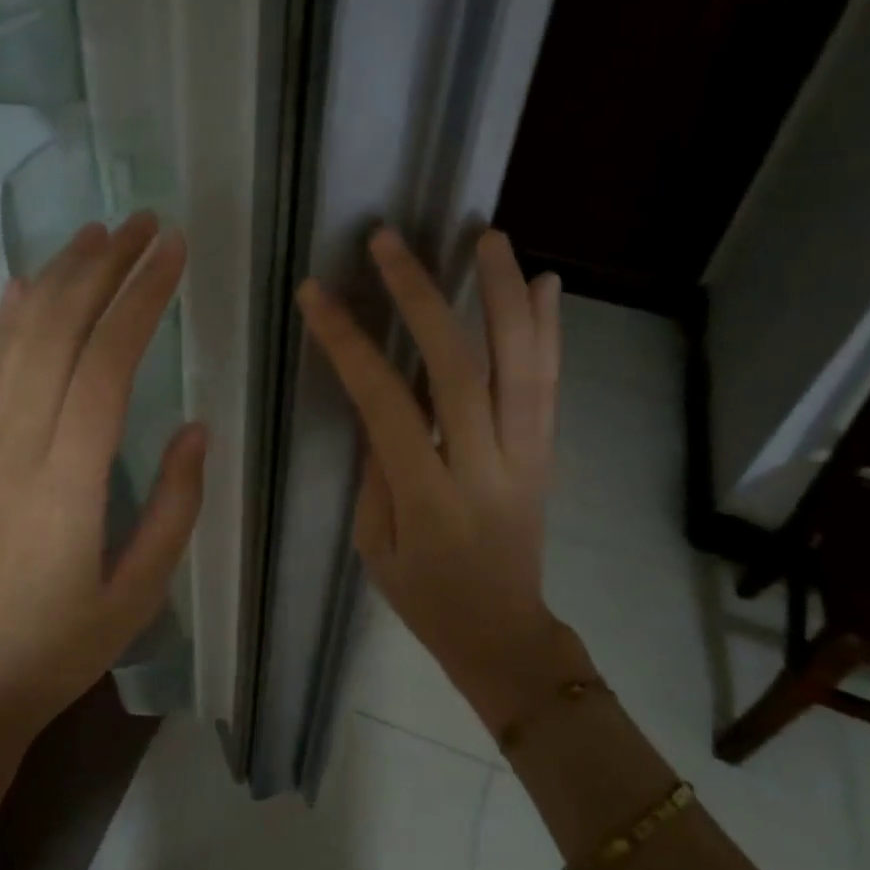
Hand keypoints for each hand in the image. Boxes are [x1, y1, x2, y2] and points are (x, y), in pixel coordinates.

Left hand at [0, 213, 205, 746]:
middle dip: (102, 265)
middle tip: (143, 222)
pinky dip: (4, 319)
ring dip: (55, 277)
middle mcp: (15, 445)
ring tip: (94, 234)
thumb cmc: (60, 650)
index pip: (106, 361)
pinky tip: (19, 286)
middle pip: (57, 329)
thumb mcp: (139, 592)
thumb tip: (195, 427)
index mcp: (67, 481)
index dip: (142, 296)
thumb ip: (174, 505)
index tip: (173, 250)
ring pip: (15, 339)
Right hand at [296, 227, 565, 732]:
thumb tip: (380, 402)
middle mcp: (485, 466)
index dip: (350, 344)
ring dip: (504, 294)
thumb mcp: (376, 546)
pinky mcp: (547, 453)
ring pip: (522, 363)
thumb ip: (377, 470)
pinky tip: (545, 283)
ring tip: (486, 236)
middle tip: (390, 241)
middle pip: (459, 366)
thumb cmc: (425, 597)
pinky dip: (550, 330)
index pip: (386, 403)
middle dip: (422, 296)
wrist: (503, 633)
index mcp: (429, 498)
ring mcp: (526, 455)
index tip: (318, 294)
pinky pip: (551, 384)